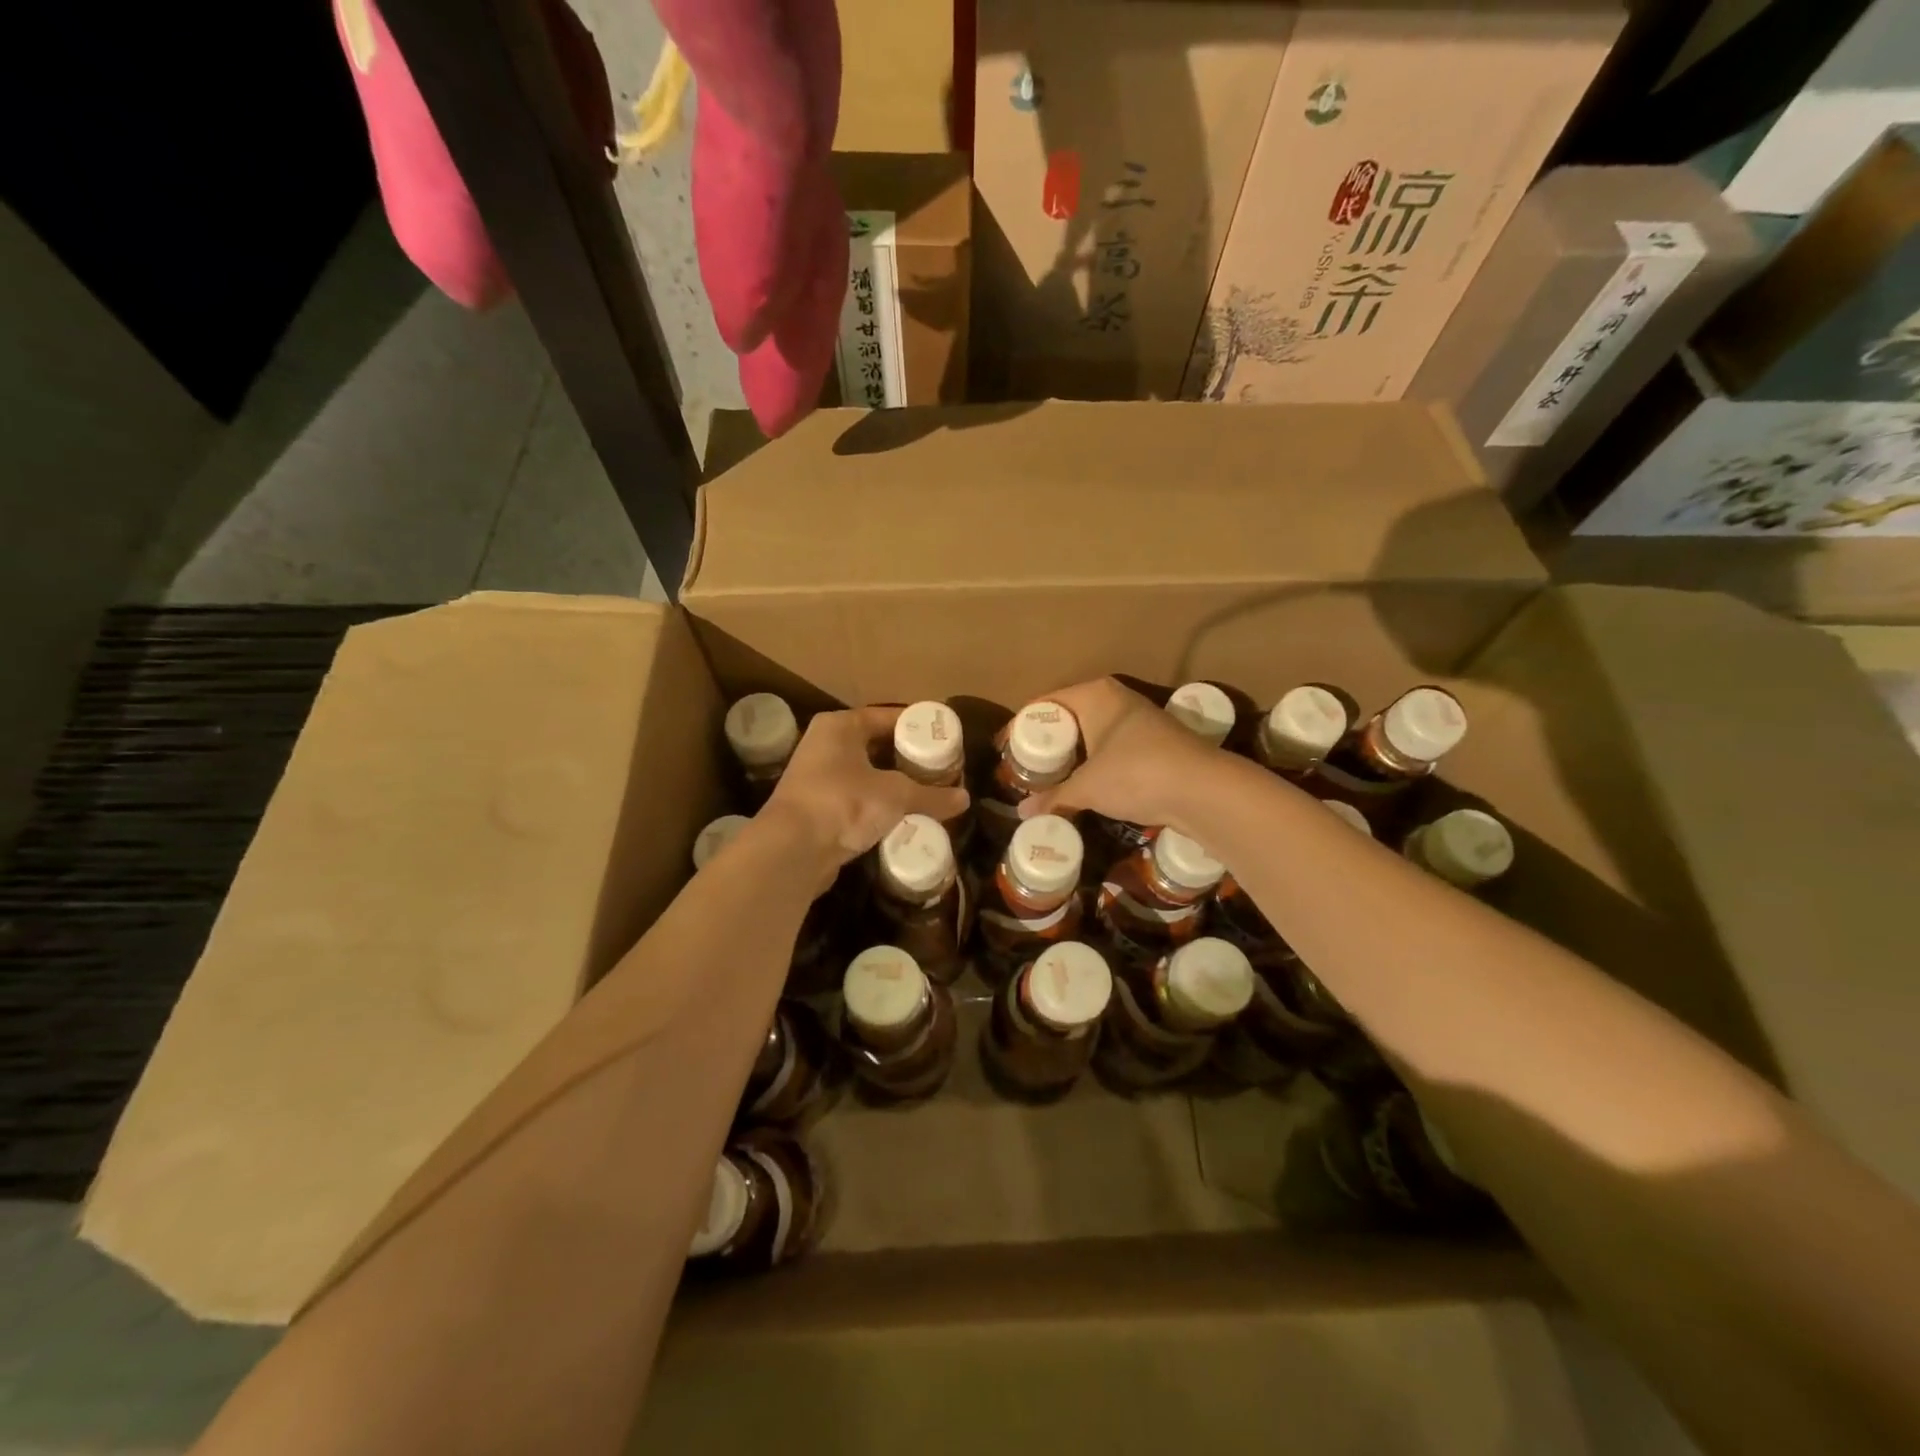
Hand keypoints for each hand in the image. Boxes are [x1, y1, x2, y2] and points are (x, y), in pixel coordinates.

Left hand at [762, 705, 968, 888]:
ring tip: (928, 792)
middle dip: (908, 758)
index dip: (918, 726)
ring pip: (866, 773)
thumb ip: (931, 795)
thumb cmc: (843, 804)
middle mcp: (825, 744)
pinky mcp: (817, 807)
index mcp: (840, 726)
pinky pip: (856, 798)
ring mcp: (818, 777)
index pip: (888, 717)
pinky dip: (878, 804)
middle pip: (877, 745)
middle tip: (941, 768)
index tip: (945, 738)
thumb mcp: (895, 795)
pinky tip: (901, 816)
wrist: (791, 850)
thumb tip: (965, 799)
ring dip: (894, 783)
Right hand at [1017, 679, 1219, 830]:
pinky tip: (1087, 787)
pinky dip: (1096, 765)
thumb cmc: (1136, 774)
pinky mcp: (1156, 744)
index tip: (1006, 750)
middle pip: (1070, 717)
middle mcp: (1117, 699)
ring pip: (1093, 734)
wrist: (1204, 790)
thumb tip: (1022, 813)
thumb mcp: (1088, 788)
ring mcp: (1140, 721)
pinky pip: (1113, 749)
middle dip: (1049, 743)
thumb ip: (1054, 797)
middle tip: (1027, 768)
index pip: (1047, 703)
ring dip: (1074, 756)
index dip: (1024, 726)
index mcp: (1095, 695)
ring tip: (1051, 780)